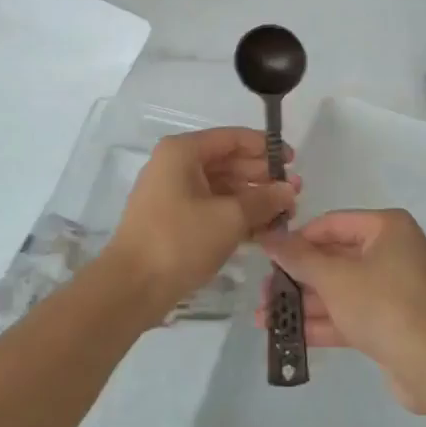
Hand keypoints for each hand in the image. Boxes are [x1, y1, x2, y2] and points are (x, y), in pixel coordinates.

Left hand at [101, 128, 299, 324]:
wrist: (130, 288)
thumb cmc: (179, 241)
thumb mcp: (229, 218)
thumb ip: (263, 200)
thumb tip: (289, 190)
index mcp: (183, 152)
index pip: (232, 138)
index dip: (265, 148)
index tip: (293, 162)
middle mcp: (176, 165)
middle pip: (228, 162)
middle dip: (262, 177)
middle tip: (295, 193)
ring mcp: (173, 193)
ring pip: (221, 187)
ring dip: (252, 199)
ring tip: (285, 214)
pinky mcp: (173, 220)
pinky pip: (211, 208)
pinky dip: (236, 216)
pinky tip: (263, 230)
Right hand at [259, 209, 425, 413]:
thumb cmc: (385, 306)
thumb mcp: (335, 278)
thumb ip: (299, 257)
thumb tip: (269, 236)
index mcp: (388, 228)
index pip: (332, 224)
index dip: (298, 239)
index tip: (268, 256)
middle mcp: (394, 251)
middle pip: (335, 258)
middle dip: (297, 278)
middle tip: (263, 292)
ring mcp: (396, 289)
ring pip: (341, 289)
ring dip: (304, 303)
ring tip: (263, 317)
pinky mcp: (394, 322)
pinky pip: (353, 313)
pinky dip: (324, 322)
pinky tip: (287, 335)